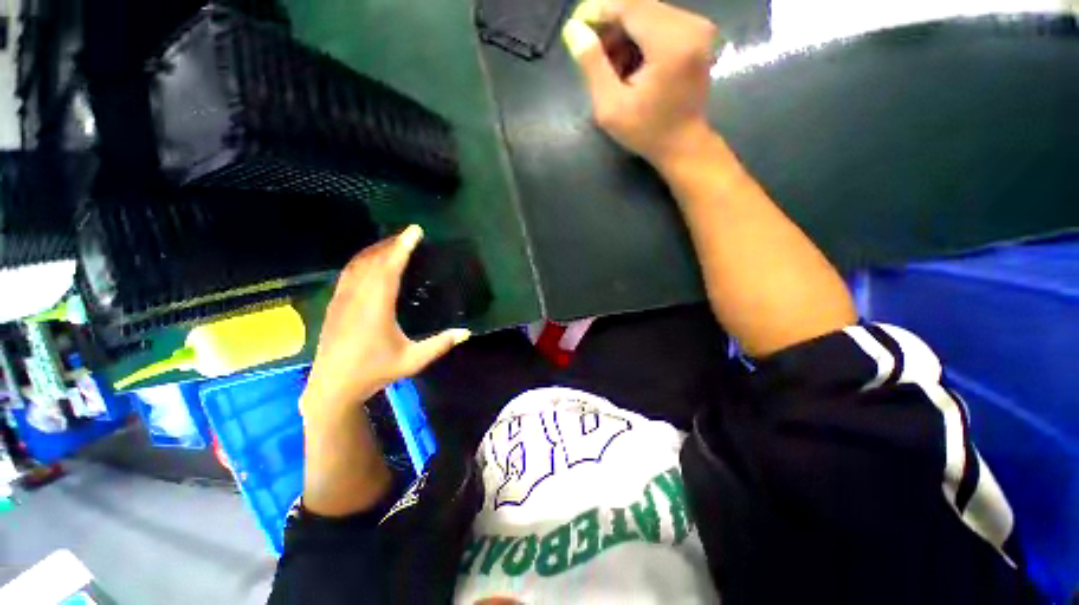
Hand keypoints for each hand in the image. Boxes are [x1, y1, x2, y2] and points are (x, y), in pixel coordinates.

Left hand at [301, 225, 470, 423]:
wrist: (332, 386)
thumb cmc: (374, 372)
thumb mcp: (412, 360)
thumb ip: (440, 344)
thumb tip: (467, 332)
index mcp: (377, 307)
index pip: (390, 268)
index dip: (403, 247)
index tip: (414, 231)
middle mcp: (357, 297)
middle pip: (373, 260)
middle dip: (391, 244)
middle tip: (408, 235)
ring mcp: (342, 299)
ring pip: (357, 264)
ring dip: (375, 250)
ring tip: (391, 243)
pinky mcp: (334, 305)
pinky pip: (348, 274)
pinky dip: (361, 261)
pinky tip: (368, 263)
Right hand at [563, 0, 718, 169]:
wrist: (683, 145)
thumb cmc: (646, 132)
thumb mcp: (611, 107)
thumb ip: (592, 65)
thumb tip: (574, 29)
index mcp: (670, 43)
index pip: (628, 6)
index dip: (598, 11)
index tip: (577, 28)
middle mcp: (690, 25)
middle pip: (639, 7)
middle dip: (611, 26)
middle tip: (593, 55)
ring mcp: (697, 27)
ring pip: (648, 13)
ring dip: (624, 34)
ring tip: (612, 68)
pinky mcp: (697, 34)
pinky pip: (660, 22)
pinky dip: (640, 38)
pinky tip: (630, 65)